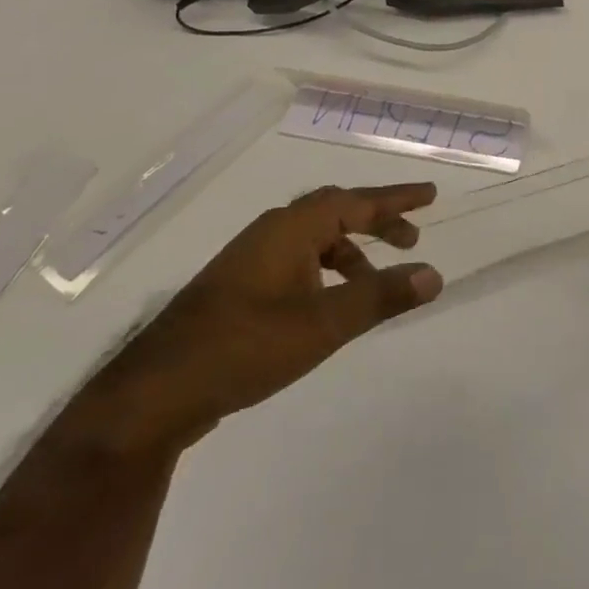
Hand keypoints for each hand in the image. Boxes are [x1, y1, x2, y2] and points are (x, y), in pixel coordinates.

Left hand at [62, 184, 442, 460]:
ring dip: (351, 252)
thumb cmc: (246, 346)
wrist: (156, 394)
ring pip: (314, 240)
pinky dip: (325, 271)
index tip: (430, 195)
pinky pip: (297, 262)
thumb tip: (433, 274)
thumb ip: (381, 296)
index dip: (396, 199)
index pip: (355, 201)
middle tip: (411, 238)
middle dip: (376, 222)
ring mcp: (250, 261)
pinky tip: (330, 305)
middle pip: (334, 212)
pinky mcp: (238, 289)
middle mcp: (270, 234)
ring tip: (376, 282)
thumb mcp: (325, 323)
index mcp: (291, 229)